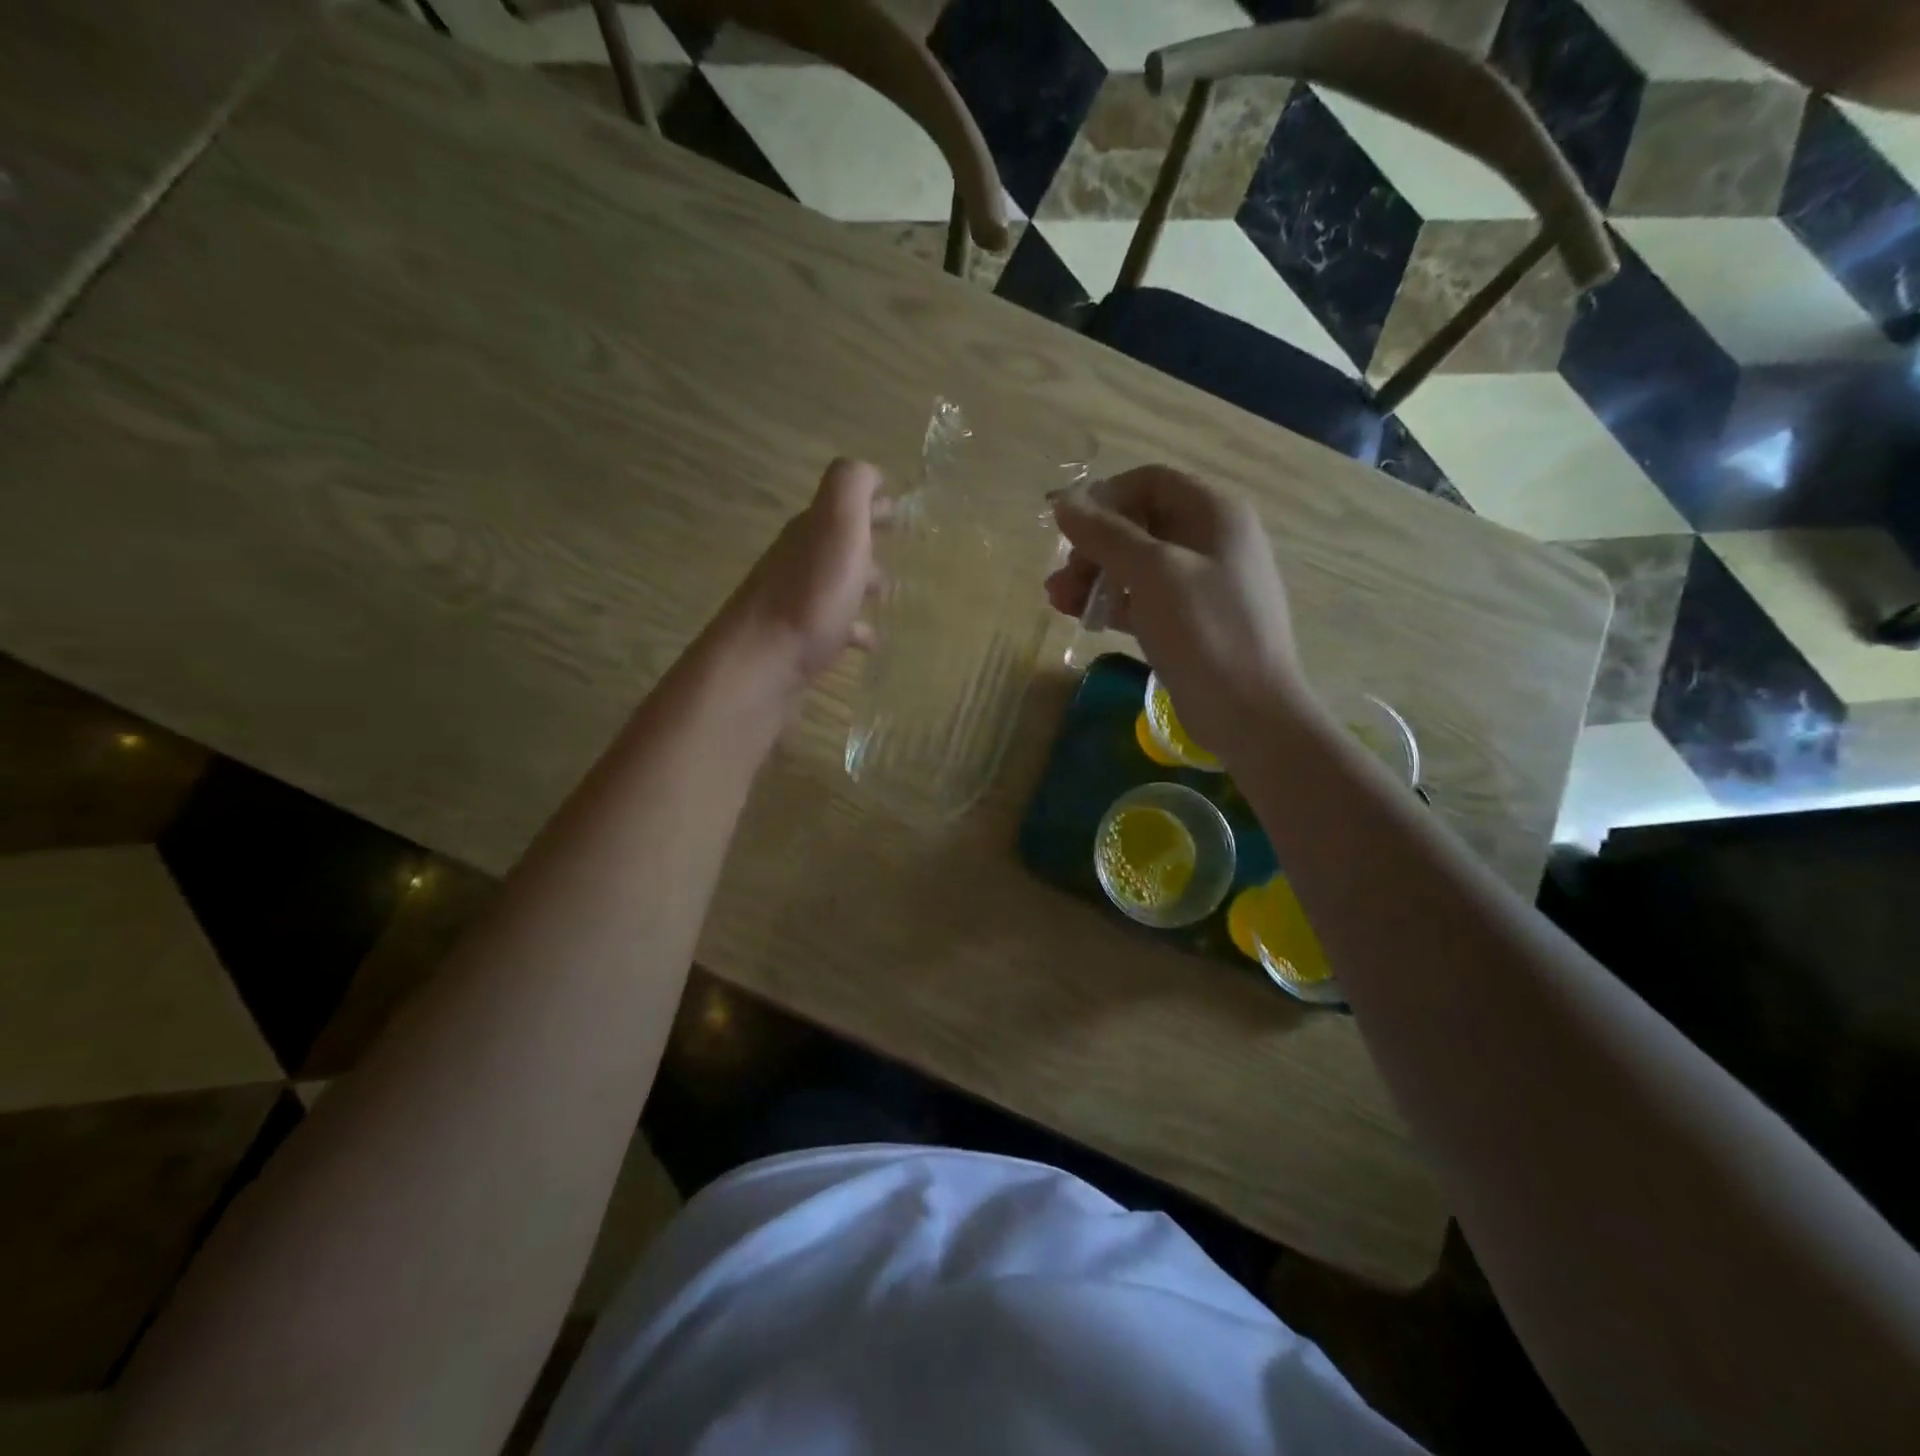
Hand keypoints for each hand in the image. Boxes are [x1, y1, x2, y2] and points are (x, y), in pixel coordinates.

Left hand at [720, 458, 882, 687]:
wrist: (762, 664)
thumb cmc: (810, 596)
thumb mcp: (837, 527)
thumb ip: (851, 489)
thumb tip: (870, 471)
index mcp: (812, 530)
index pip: (843, 504)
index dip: (871, 503)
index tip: (899, 510)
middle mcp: (799, 560)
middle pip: (837, 543)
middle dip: (867, 542)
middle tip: (899, 550)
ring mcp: (795, 602)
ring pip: (835, 583)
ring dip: (861, 584)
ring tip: (889, 597)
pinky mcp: (797, 641)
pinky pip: (832, 627)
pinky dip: (853, 628)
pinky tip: (868, 643)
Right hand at [1047, 466, 1303, 761]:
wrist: (1249, 713)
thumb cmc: (1205, 632)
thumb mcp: (1153, 574)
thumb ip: (1107, 534)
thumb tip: (1064, 501)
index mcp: (1215, 514)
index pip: (1150, 482)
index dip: (1104, 498)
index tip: (1065, 526)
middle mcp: (1211, 541)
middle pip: (1140, 524)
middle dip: (1094, 546)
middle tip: (1062, 577)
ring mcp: (1202, 584)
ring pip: (1138, 565)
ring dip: (1095, 577)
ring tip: (1058, 602)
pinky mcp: (1190, 622)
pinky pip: (1145, 599)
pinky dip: (1114, 604)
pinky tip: (1084, 618)